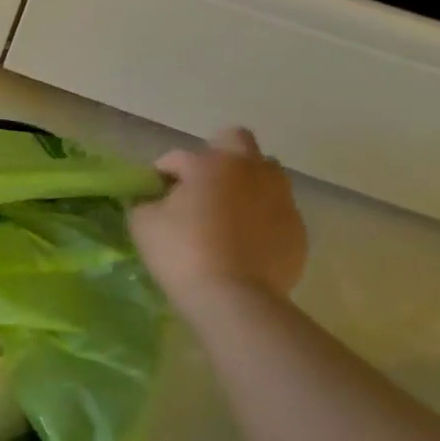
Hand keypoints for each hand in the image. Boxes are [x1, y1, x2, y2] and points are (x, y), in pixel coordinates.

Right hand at [128, 127, 306, 307]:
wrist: (235, 299)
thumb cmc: (182, 253)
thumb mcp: (143, 224)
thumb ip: (144, 202)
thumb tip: (151, 200)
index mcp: (210, 163)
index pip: (177, 157)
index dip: (161, 173)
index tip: (152, 194)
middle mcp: (250, 170)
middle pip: (236, 141)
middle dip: (216, 155)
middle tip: (199, 186)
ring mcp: (280, 198)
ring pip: (265, 173)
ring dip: (245, 183)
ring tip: (227, 212)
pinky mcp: (297, 228)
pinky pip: (277, 209)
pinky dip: (261, 217)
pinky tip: (245, 241)